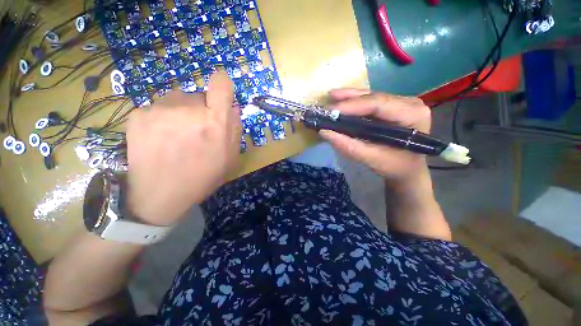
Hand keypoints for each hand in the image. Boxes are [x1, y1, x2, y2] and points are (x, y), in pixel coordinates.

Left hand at [126, 71, 240, 225]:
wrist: (159, 195)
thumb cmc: (203, 177)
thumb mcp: (230, 158)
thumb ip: (235, 129)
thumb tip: (233, 107)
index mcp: (215, 122)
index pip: (221, 84)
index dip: (222, 85)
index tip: (221, 94)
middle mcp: (189, 108)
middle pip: (199, 95)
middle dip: (202, 110)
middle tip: (197, 132)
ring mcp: (160, 109)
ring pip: (178, 99)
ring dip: (182, 112)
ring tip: (177, 136)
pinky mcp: (138, 114)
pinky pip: (159, 108)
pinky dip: (163, 119)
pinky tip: (161, 139)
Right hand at [320, 89, 430, 184]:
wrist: (407, 169)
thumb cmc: (395, 166)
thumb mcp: (372, 159)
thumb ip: (349, 146)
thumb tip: (324, 132)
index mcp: (411, 115)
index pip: (378, 104)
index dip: (352, 105)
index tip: (330, 110)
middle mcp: (409, 103)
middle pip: (374, 97)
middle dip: (348, 99)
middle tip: (328, 102)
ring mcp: (401, 103)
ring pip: (371, 96)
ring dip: (349, 98)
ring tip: (331, 97)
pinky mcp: (393, 106)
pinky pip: (371, 101)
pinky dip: (354, 102)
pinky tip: (342, 101)